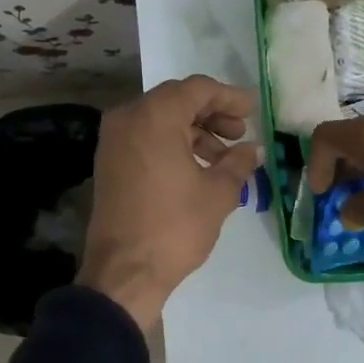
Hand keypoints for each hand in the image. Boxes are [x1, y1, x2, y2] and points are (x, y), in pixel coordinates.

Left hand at [77, 75, 261, 331]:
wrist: (124, 272)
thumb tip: (253, 150)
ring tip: (224, 157)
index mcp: (155, 116)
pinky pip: (146, 138)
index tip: (253, 110)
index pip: (197, 89)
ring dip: (195, 132)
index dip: (229, 97)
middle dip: (212, 113)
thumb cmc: (175, 226)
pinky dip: (174, 144)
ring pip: (161, 120)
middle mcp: (128, 118)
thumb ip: (239, 163)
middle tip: (240, 132)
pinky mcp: (110, 163)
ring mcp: (114, 141)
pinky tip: (199, 168)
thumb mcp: (218, 193)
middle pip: (177, 100)